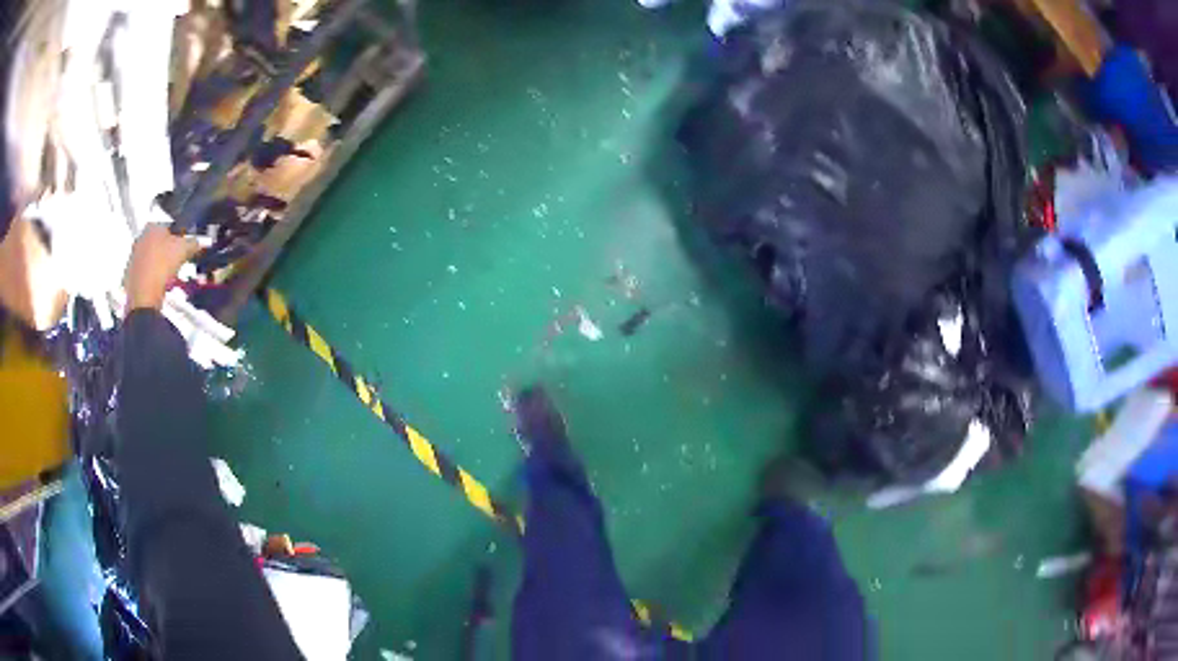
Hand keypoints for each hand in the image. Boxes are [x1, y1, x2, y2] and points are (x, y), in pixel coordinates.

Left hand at [124, 224, 200, 311]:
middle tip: (177, 261)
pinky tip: (159, 284)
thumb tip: (198, 242)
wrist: (144, 296)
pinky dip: (152, 276)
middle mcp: (140, 238)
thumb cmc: (162, 266)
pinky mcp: (130, 275)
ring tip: (169, 275)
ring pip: (152, 257)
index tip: (184, 246)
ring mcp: (133, 257)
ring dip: (160, 263)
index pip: (170, 226)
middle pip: (159, 241)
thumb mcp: (184, 250)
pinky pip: (145, 272)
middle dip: (168, 250)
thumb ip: (193, 242)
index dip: (179, 236)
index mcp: (152, 226)